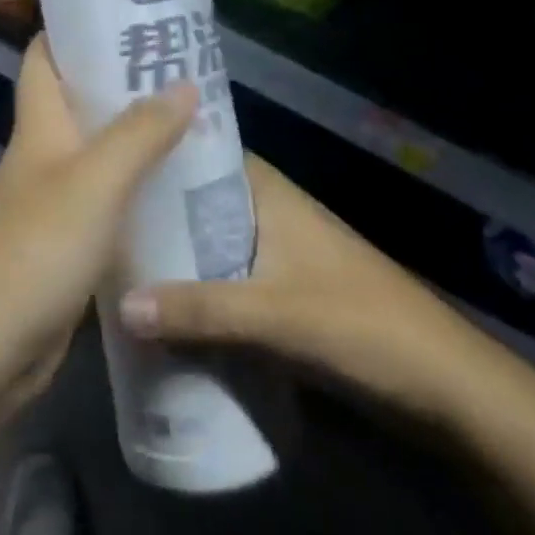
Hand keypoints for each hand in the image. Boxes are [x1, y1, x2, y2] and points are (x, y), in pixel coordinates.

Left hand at [0, 36, 196, 429]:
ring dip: (140, 138)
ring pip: (101, 155)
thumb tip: (185, 82)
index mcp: (40, 128)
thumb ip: (140, 133)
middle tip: (187, 69)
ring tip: (197, 123)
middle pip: (82, 103)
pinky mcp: (66, 250)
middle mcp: (43, 157)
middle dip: (127, 82)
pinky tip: (180, 194)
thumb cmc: (31, 254)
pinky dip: (139, 193)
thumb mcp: (93, 184)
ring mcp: (53, 205)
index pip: (46, 57)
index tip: (129, 11)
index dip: (77, 28)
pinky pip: (109, 206)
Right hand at [118, 154, 454, 396]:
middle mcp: (268, 213)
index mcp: (269, 193)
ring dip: (173, 255)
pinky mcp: (282, 294)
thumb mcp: (274, 313)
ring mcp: (276, 254)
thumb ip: (199, 309)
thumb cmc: (358, 322)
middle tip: (95, 217)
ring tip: (112, 260)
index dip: (161, 152)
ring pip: (210, 243)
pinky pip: (224, 281)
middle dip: (155, 212)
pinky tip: (158, 308)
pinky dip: (196, 289)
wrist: (439, 382)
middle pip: (200, 202)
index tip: (109, 155)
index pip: (204, 154)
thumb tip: (120, 304)